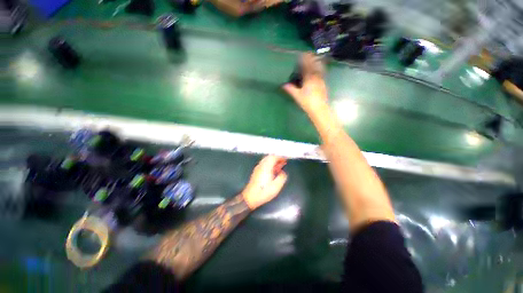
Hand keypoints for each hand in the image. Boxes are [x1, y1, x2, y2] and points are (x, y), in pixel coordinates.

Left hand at [242, 155, 287, 209]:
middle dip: (277, 158)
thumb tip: (283, 172)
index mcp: (266, 167)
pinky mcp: (256, 172)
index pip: (273, 157)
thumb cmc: (264, 192)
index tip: (286, 159)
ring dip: (273, 161)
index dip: (280, 157)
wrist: (250, 197)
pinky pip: (264, 164)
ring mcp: (258, 168)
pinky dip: (269, 165)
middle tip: (283, 161)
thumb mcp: (276, 186)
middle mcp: (261, 166)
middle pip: (269, 157)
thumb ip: (282, 177)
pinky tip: (273, 170)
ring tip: (280, 165)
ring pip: (266, 160)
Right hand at [283, 53, 327, 113]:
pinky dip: (319, 69)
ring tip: (314, 59)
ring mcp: (321, 80)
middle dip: (311, 58)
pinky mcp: (323, 84)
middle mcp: (316, 77)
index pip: (307, 66)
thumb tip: (283, 84)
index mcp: (309, 78)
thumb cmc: (307, 102)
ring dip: (316, 63)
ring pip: (319, 68)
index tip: (302, 53)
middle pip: (314, 65)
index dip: (305, 59)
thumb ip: (291, 89)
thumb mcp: (297, 96)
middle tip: (309, 53)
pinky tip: (318, 71)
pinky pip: (321, 73)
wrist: (319, 108)